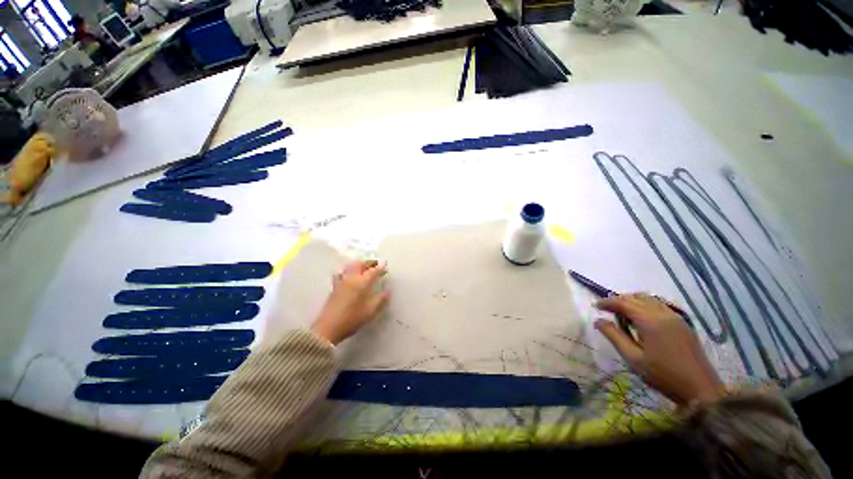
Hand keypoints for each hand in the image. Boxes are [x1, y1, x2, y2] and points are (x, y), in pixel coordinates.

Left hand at [310, 260, 388, 345]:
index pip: (373, 270)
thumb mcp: (371, 311)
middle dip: (369, 263)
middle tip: (375, 265)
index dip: (381, 268)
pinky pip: (343, 273)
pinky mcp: (334, 287)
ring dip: (359, 265)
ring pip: (351, 266)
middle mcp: (351, 278)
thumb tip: (387, 291)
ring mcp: (341, 281)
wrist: (328, 327)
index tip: (386, 268)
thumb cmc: (352, 318)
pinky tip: (351, 277)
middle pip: (360, 264)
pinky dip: (350, 271)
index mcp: (362, 282)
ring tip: (364, 269)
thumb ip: (381, 300)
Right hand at [595, 293, 724, 405]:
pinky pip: (659, 305)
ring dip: (633, 301)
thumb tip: (598, 320)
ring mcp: (675, 317)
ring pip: (649, 299)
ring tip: (623, 313)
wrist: (700, 389)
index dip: (607, 302)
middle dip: (619, 300)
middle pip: (636, 297)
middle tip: (607, 310)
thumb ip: (614, 336)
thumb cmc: (663, 375)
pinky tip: (642, 318)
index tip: (595, 306)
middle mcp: (663, 313)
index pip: (623, 303)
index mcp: (650, 321)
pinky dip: (645, 305)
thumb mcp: (633, 358)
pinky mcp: (682, 323)